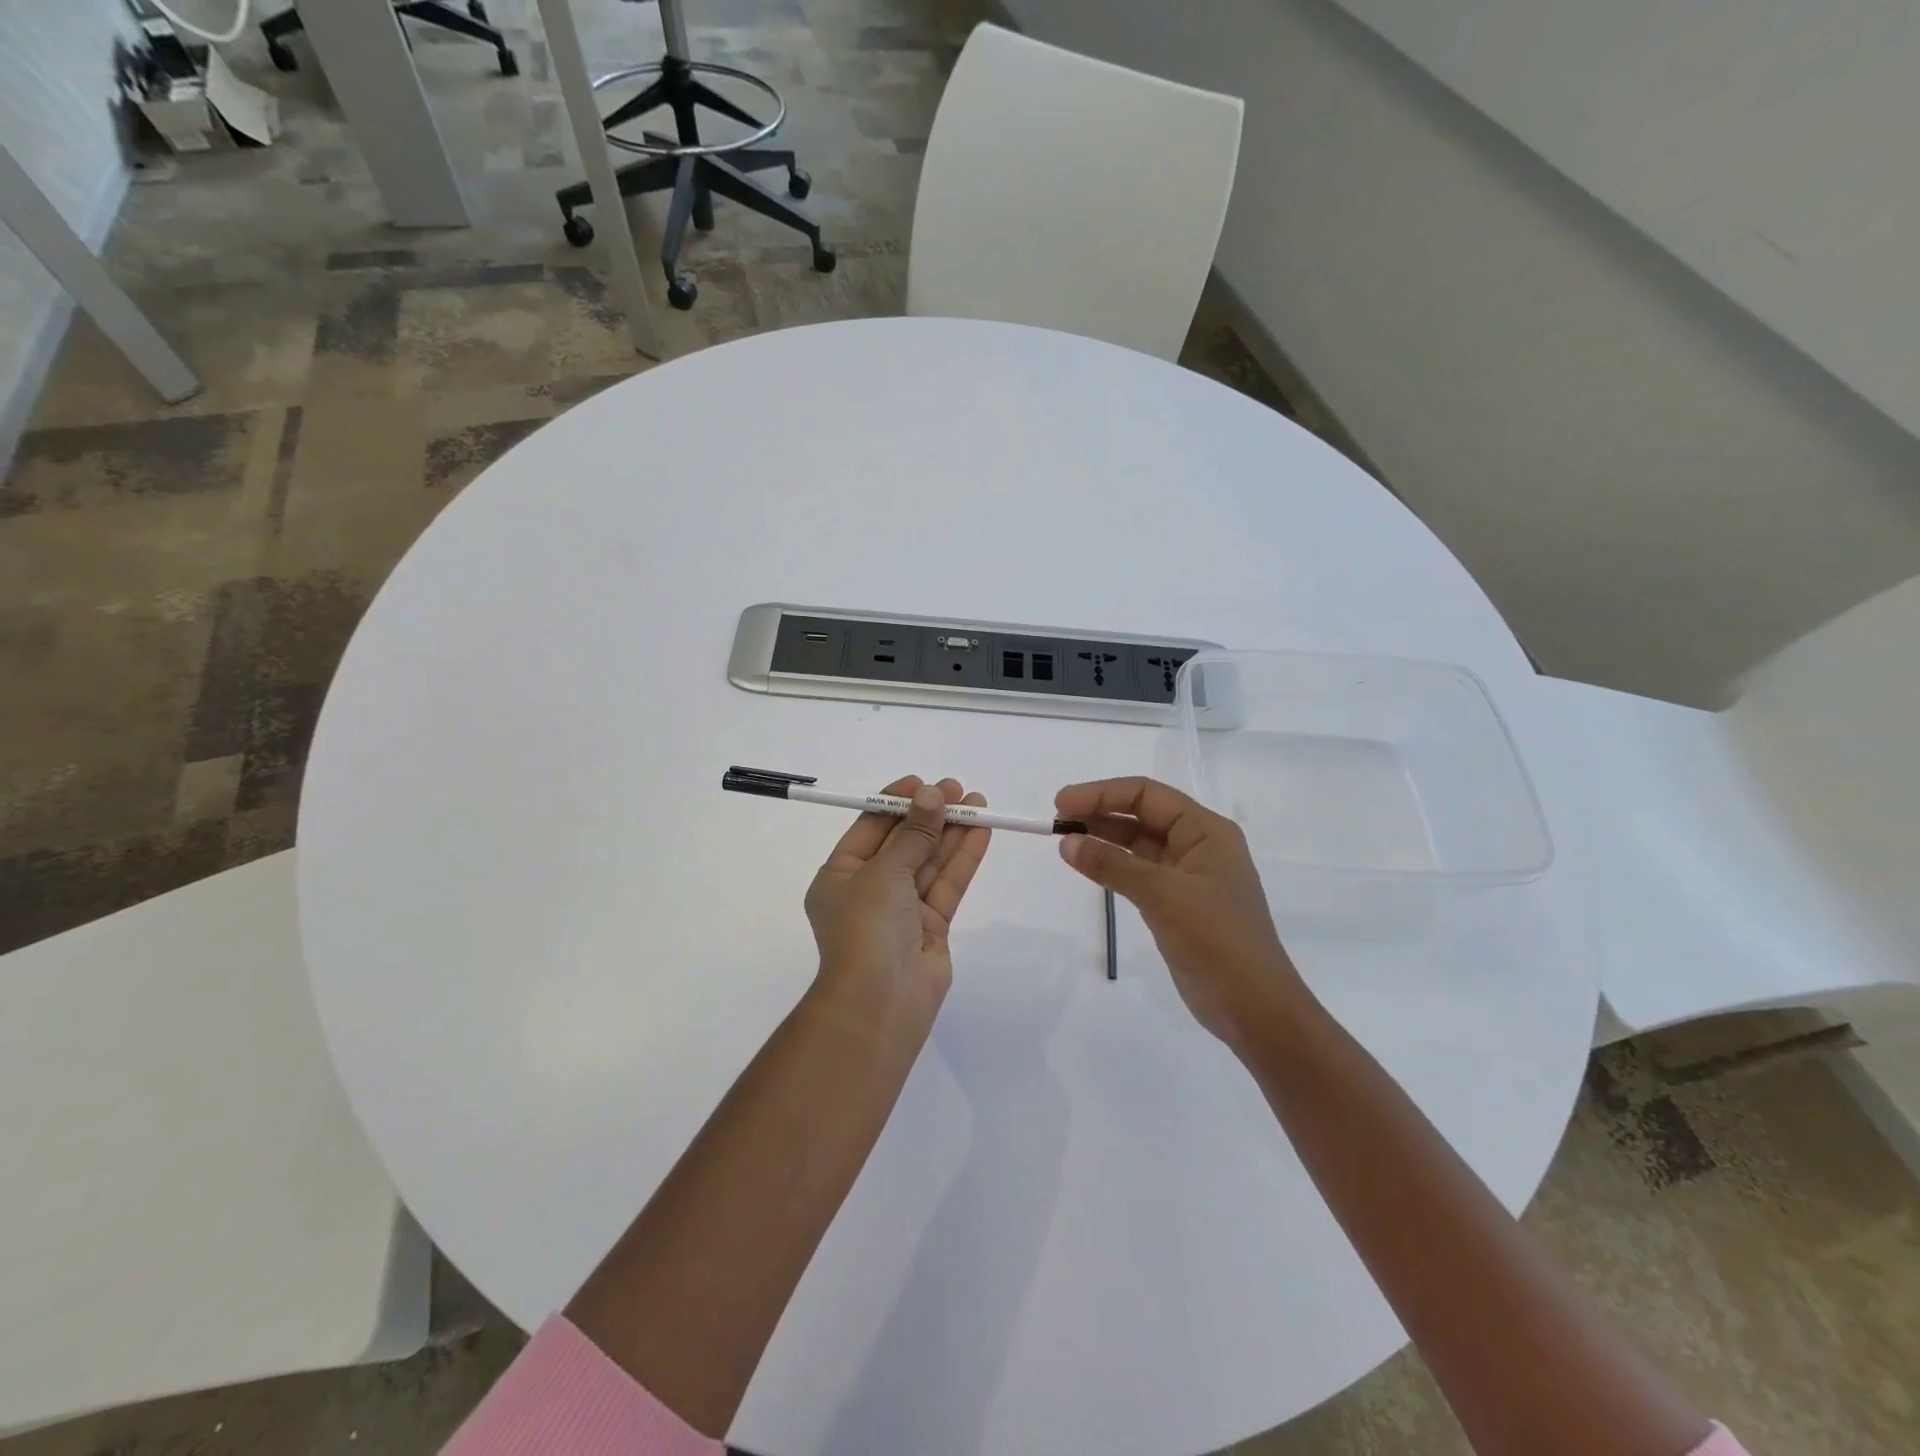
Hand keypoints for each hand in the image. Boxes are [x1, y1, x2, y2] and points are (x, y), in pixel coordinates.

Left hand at [805, 776, 992, 1027]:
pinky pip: (947, 884)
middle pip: (904, 842)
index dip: (897, 802)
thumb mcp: (884, 872)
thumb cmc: (866, 928)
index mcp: (840, 876)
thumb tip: (932, 795)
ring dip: (952, 832)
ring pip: (929, 861)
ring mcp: (902, 909)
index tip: (924, 782)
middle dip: (930, 815)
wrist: (880, 1003)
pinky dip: (963, 858)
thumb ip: (913, 833)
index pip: (870, 828)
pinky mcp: (931, 926)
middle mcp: (869, 890)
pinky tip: (981, 831)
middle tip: (959, 789)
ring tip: (979, 802)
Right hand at [1055, 776, 1307, 1052]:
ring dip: (1104, 838)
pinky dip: (1113, 865)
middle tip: (1057, 821)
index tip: (1061, 804)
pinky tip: (1088, 866)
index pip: (1146, 794)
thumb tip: (1067, 842)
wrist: (1253, 1007)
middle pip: (1142, 815)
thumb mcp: (1162, 894)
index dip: (1101, 793)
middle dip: (1100, 812)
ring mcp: (1189, 876)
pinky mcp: (1179, 904)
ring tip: (1065, 840)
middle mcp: (1199, 845)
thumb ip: (1112, 864)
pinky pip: (1140, 872)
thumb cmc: (1215, 939)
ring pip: (1139, 843)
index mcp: (1206, 830)